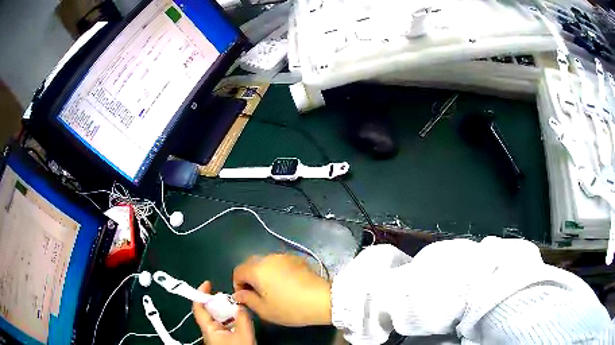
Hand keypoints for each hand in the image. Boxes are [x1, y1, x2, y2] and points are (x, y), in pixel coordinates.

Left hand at [193, 281, 254, 344]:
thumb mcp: (244, 335)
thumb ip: (243, 318)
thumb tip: (241, 304)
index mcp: (209, 329)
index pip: (198, 309)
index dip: (200, 294)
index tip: (208, 284)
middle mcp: (209, 331)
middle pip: (208, 312)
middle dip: (218, 303)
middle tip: (230, 298)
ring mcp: (216, 336)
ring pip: (217, 320)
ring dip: (226, 312)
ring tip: (237, 307)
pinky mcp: (223, 340)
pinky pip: (224, 326)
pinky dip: (231, 320)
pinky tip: (240, 320)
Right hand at [233, 254, 331, 326]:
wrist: (322, 299)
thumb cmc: (290, 307)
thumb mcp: (264, 309)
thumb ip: (247, 299)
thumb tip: (238, 294)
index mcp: (257, 269)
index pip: (238, 271)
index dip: (237, 284)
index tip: (245, 297)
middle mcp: (268, 258)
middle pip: (250, 264)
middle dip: (249, 278)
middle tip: (257, 293)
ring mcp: (284, 256)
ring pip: (265, 262)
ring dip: (263, 273)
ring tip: (272, 289)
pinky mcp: (297, 258)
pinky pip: (279, 263)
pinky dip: (276, 271)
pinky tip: (286, 284)